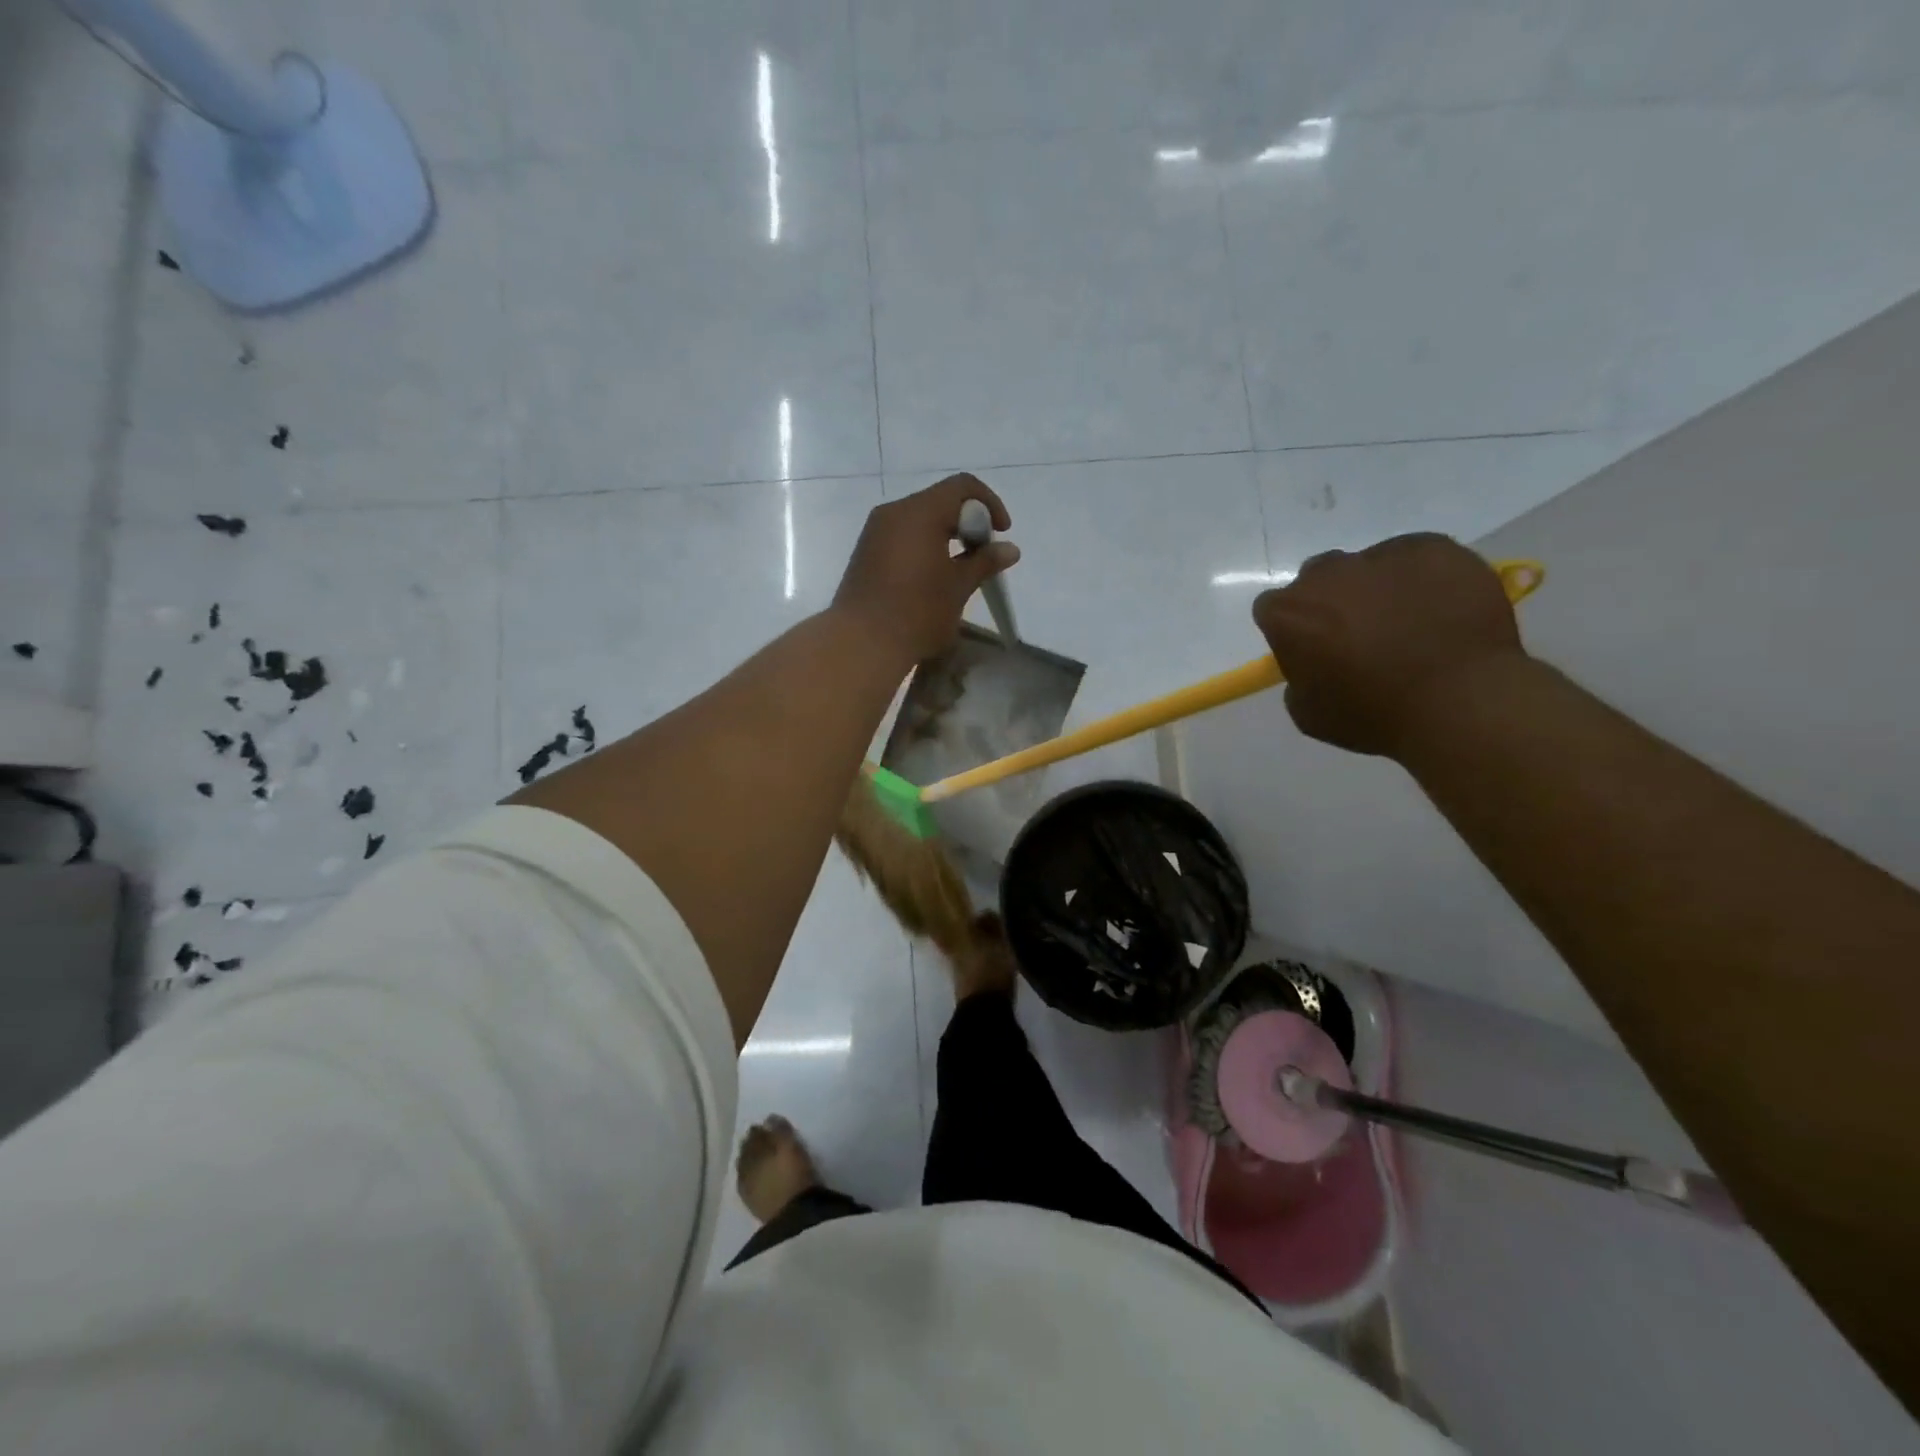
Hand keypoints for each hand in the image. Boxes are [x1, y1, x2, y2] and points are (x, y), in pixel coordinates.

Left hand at [833, 474, 1020, 663]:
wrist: (861, 644)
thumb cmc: (917, 612)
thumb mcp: (959, 587)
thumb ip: (985, 562)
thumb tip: (1010, 549)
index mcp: (920, 512)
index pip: (962, 486)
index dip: (989, 503)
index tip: (1001, 533)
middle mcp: (894, 513)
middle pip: (939, 500)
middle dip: (967, 522)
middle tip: (982, 555)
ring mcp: (875, 532)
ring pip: (919, 519)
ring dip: (945, 535)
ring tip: (959, 569)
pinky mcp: (865, 553)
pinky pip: (901, 536)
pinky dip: (923, 546)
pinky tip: (931, 577)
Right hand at [1252, 533, 1524, 758]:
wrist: (1460, 700)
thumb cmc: (1373, 714)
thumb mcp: (1309, 714)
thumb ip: (1298, 679)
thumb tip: (1314, 665)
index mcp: (1288, 613)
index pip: (1273, 610)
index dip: (1292, 630)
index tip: (1312, 651)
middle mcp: (1327, 574)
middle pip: (1319, 579)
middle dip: (1332, 602)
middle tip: (1359, 636)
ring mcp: (1381, 556)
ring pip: (1370, 567)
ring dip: (1379, 590)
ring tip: (1411, 625)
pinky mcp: (1433, 547)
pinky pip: (1418, 559)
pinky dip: (1423, 579)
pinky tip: (1442, 611)